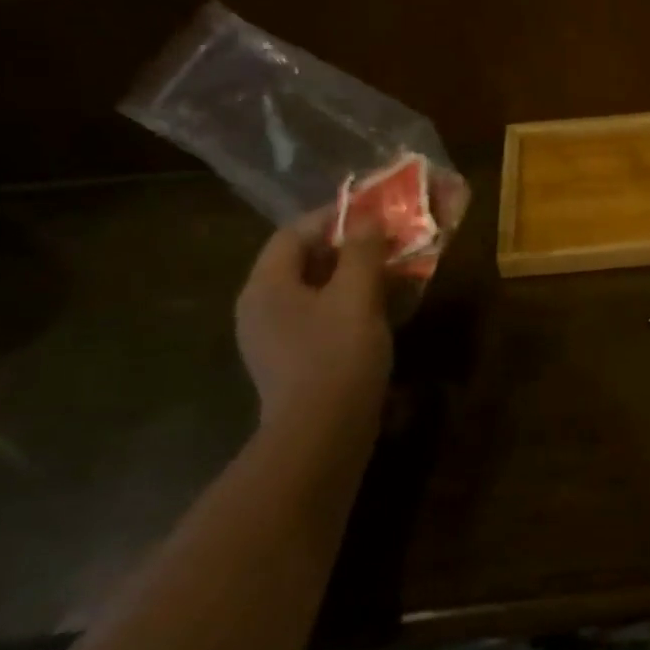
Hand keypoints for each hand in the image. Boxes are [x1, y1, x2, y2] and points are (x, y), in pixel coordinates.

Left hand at [236, 212, 392, 435]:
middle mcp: (259, 308)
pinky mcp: (290, 363)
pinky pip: (316, 319)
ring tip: (389, 275)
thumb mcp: (357, 294)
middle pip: (301, 262)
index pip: (293, 234)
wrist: (322, 435)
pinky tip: (377, 314)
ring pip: (312, 292)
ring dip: (350, 278)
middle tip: (386, 243)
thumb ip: (362, 251)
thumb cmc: (337, 355)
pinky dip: (345, 306)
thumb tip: (368, 218)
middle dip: (345, 249)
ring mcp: (272, 339)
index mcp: (266, 285)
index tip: (372, 213)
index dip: (333, 218)